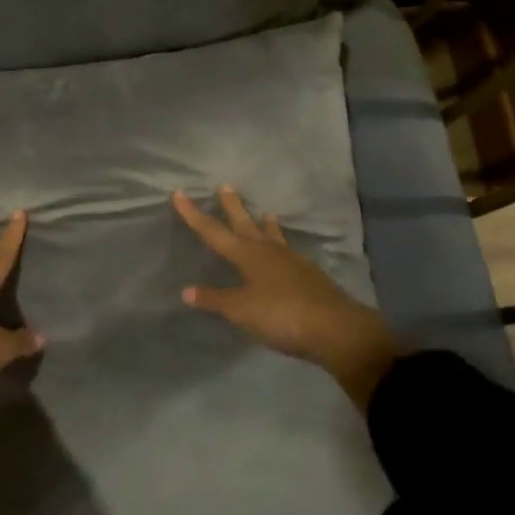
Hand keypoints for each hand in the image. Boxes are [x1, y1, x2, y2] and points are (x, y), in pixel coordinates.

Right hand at [172, 187, 399, 403]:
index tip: (179, 193)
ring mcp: (292, 262)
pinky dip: (282, 247)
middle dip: (232, 207)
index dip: (194, 214)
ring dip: (265, 225)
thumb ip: (215, 299)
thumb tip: (186, 290)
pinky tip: (285, 253)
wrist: (335, 329)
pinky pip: (288, 253)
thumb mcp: (241, 311)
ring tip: (265, 213)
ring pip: (272, 237)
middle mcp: (268, 252)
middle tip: (226, 186)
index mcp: (247, 256)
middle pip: (245, 224)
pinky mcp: (309, 276)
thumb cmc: (281, 315)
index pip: (213, 232)